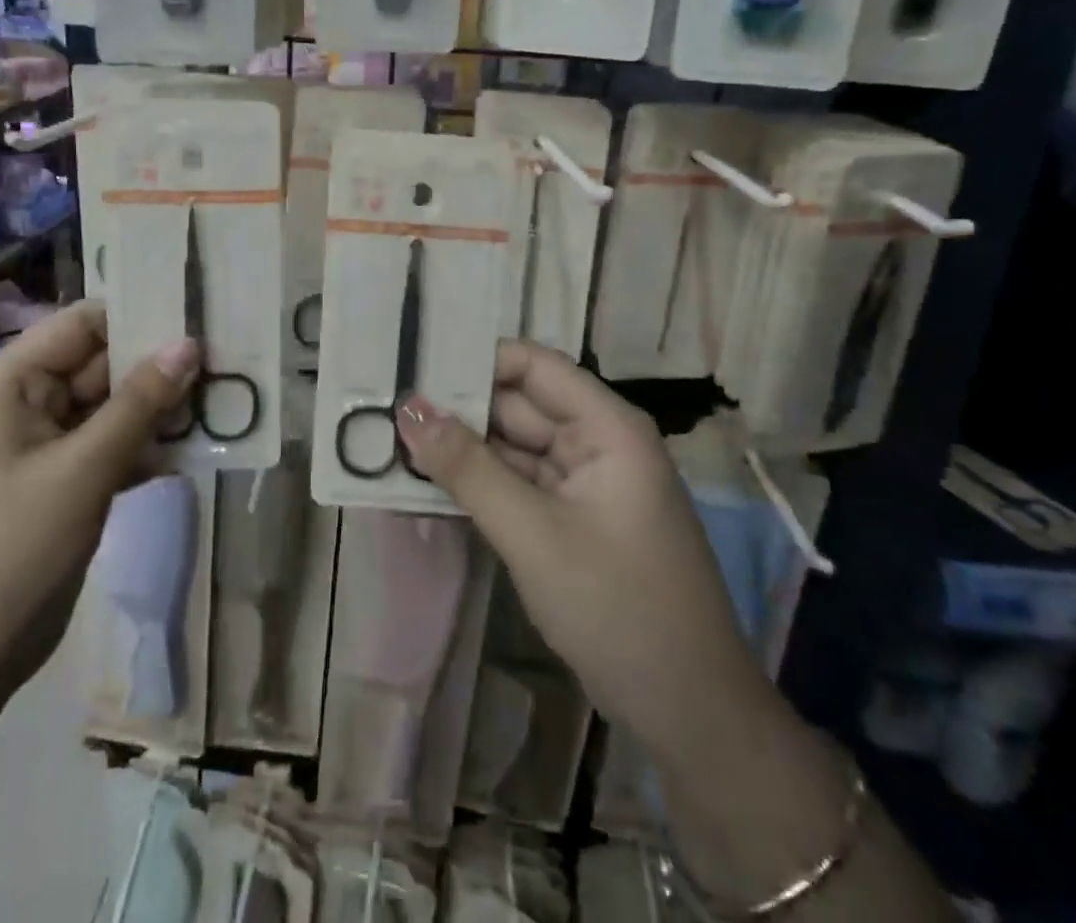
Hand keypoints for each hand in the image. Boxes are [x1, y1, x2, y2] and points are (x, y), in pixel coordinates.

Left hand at [0, 302, 199, 695]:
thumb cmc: (7, 552)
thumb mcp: (81, 471)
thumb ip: (139, 404)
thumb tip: (189, 344)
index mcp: (11, 382)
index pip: (84, 323)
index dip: (140, 313)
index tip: (200, 312)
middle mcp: (25, 403)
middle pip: (102, 363)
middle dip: (160, 364)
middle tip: (227, 357)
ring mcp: (43, 446)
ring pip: (111, 408)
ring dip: (160, 408)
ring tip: (225, 398)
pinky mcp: (59, 485)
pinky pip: (109, 448)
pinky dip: (147, 448)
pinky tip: (196, 449)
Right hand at [395, 341, 771, 748]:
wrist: (689, 715)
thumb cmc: (619, 609)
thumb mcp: (534, 535)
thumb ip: (468, 468)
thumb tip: (407, 408)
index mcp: (607, 427)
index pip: (533, 365)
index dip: (475, 360)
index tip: (413, 366)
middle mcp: (597, 442)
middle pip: (518, 405)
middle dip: (457, 408)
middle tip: (385, 405)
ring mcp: (584, 483)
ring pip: (512, 446)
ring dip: (461, 447)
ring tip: (391, 435)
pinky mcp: (570, 519)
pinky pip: (517, 484)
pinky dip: (478, 483)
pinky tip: (426, 479)